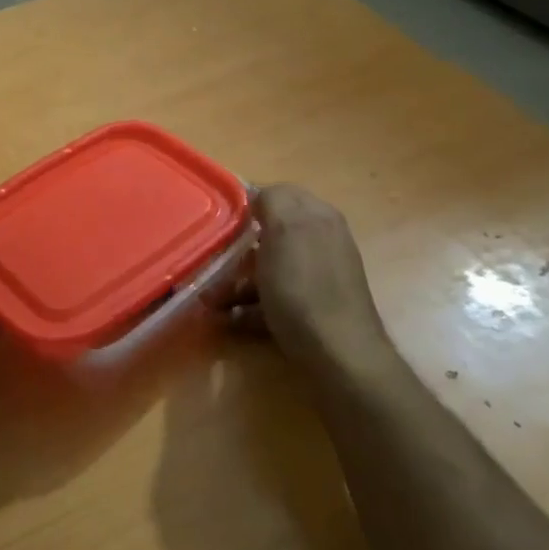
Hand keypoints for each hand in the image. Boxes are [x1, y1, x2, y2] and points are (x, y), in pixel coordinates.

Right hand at [226, 185, 389, 366]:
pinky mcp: (311, 310)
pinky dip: (249, 307)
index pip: (278, 193)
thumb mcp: (285, 231)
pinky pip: (273, 299)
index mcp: (318, 217)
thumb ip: (272, 200)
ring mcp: (318, 278)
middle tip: (211, 263)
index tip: (218, 222)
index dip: (246, 204)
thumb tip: (258, 192)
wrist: (339, 357)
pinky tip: (228, 319)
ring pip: (268, 269)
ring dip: (236, 282)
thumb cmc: (304, 289)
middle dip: (237, 249)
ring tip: (210, 301)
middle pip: (269, 235)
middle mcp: (321, 242)